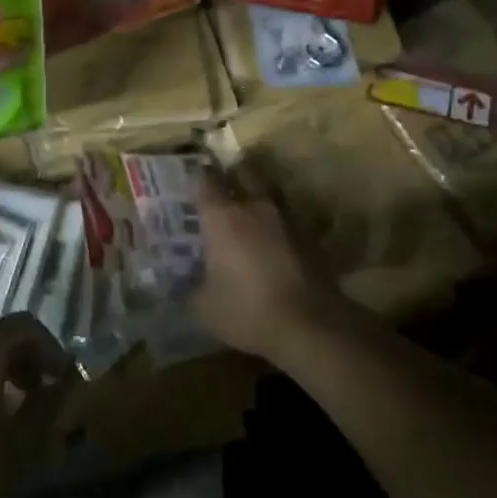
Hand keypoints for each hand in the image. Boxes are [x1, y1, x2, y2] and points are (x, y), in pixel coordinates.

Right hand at [192, 180, 335, 362]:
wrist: (310, 325)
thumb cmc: (247, 310)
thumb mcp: (205, 307)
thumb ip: (192, 287)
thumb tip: (186, 280)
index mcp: (222, 217)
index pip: (205, 180)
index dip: (198, 174)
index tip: (192, 174)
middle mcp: (254, 207)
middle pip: (244, 172)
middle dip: (233, 172)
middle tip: (223, 178)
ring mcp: (286, 219)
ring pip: (270, 191)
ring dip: (259, 192)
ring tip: (249, 204)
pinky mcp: (310, 237)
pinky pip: (288, 217)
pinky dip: (278, 221)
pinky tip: (273, 234)